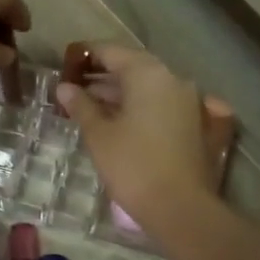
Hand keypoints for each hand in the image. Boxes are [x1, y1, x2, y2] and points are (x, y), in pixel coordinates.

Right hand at [56, 43, 213, 231]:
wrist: (181, 207)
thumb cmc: (133, 166)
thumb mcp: (99, 135)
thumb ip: (81, 105)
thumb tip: (65, 87)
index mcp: (148, 74)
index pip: (111, 52)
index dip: (85, 55)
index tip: (64, 64)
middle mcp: (172, 79)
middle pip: (132, 67)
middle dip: (101, 76)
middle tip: (73, 88)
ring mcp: (188, 101)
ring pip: (147, 88)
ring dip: (119, 93)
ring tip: (89, 107)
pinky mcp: (195, 124)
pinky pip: (160, 104)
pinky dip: (138, 107)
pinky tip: (118, 123)